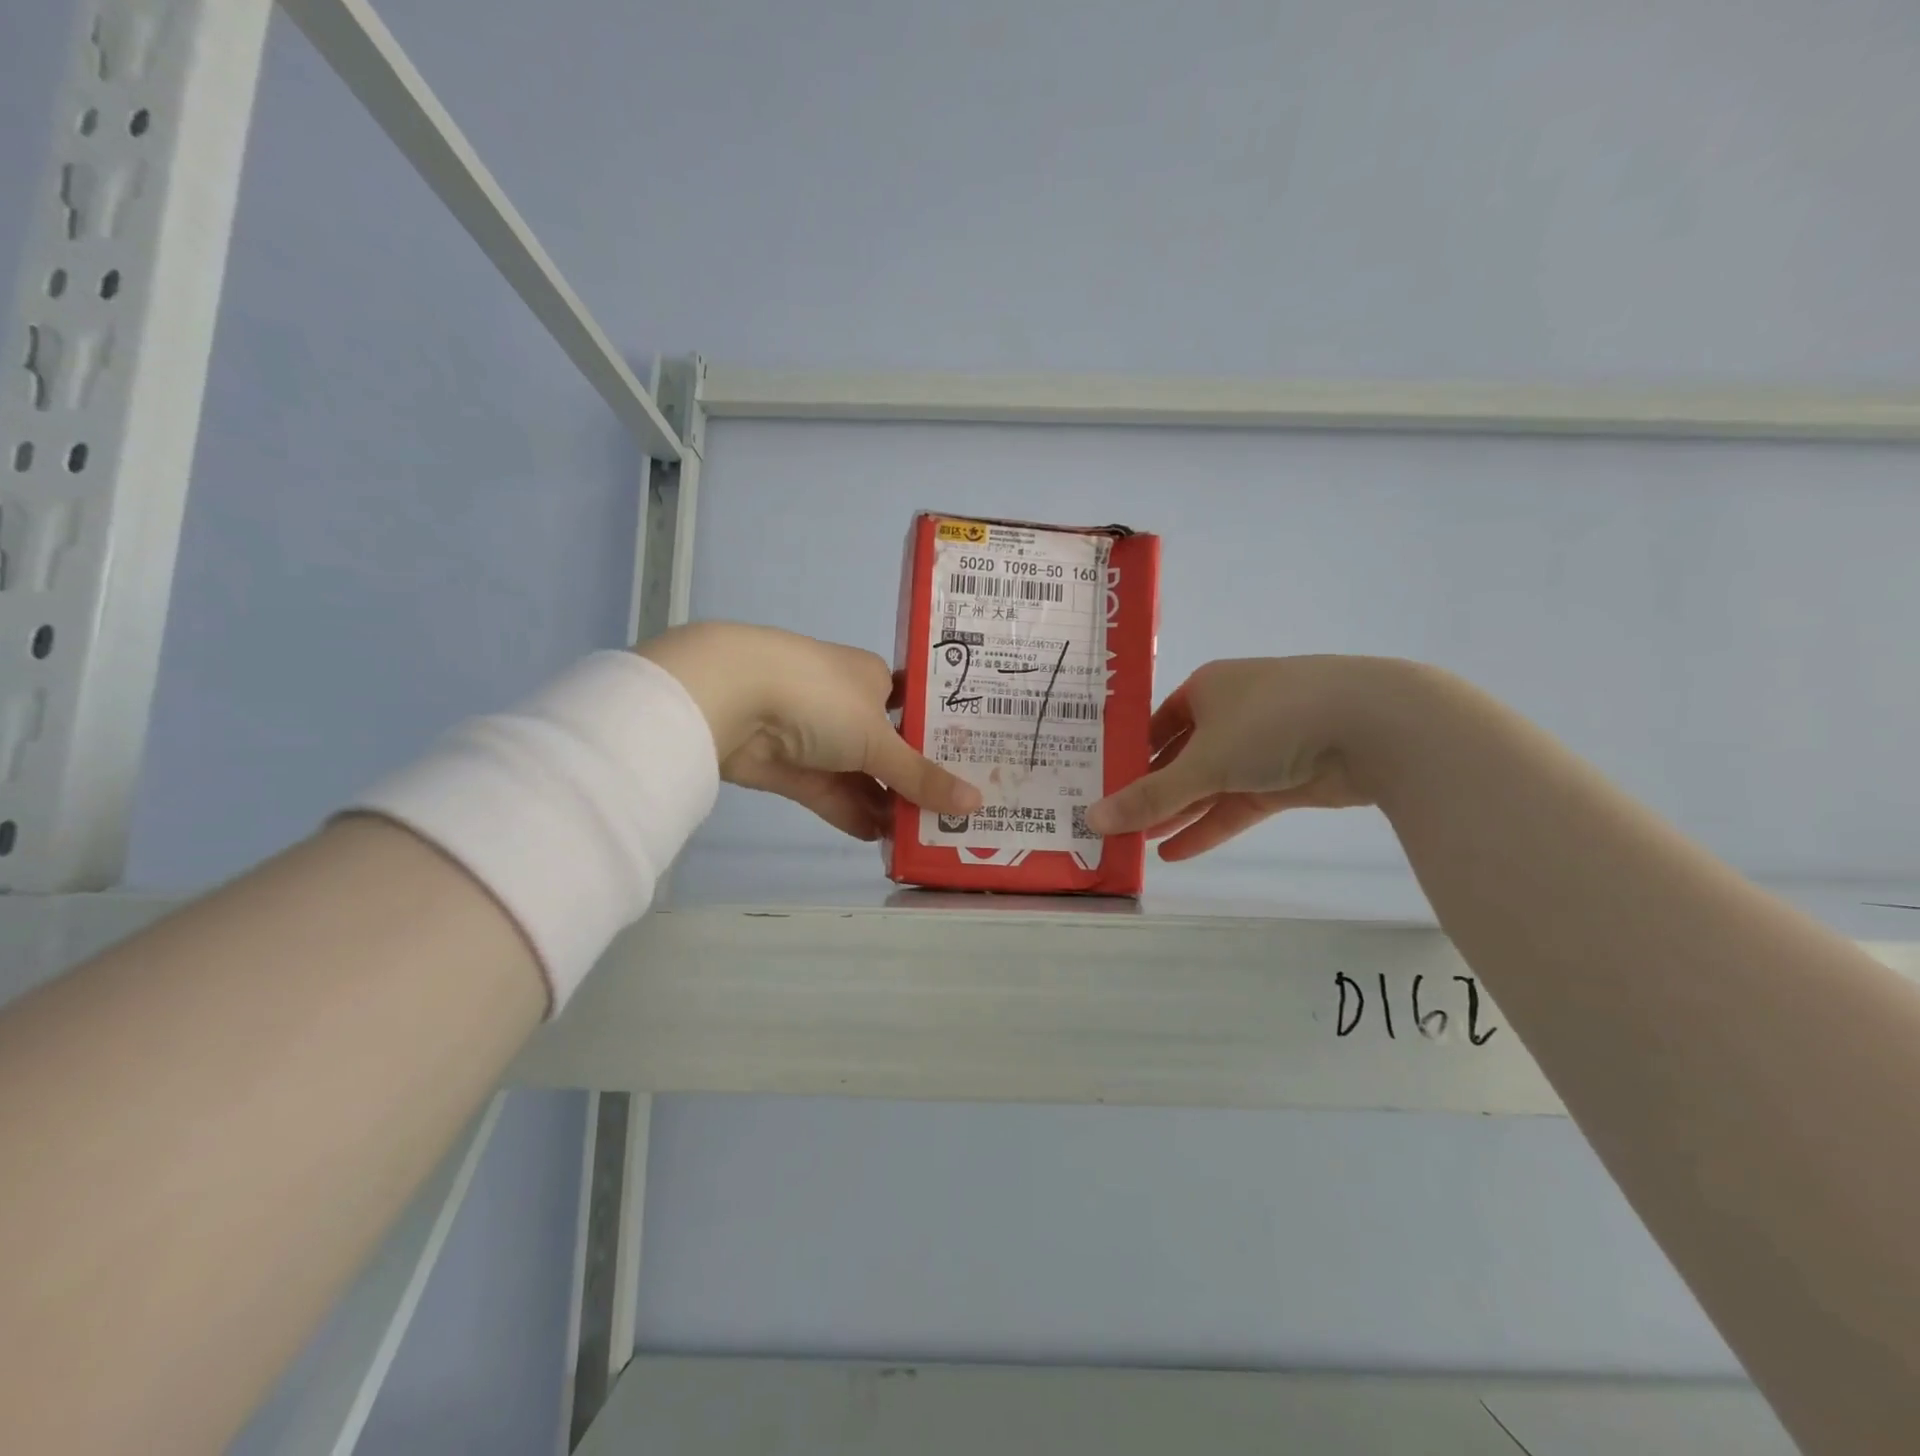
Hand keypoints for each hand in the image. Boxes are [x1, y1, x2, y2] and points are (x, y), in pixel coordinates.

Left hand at [637, 622, 979, 839]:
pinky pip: (831, 794)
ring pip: (861, 776)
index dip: (942, 740)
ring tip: (925, 835)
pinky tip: (881, 839)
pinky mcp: (791, 769)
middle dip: (917, 780)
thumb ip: (922, 776)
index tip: (972, 770)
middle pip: (891, 748)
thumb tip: (975, 803)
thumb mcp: (879, 738)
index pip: (916, 709)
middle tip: (955, 814)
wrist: (731, 699)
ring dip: (887, 804)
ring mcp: (817, 739)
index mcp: (873, 679)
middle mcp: (847, 705)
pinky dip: (854, 814)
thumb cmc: (820, 698)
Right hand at [1084, 656, 1403, 859]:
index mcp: (1206, 689)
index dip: (1130, 757)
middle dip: (1152, 793)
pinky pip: (1238, 804)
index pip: (1156, 725)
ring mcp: (1263, 746)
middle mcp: (1231, 712)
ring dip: (1178, 814)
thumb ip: (1149, 796)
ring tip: (1138, 845)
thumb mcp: (1202, 762)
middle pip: (1181, 758)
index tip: (1103, 788)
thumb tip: (1092, 820)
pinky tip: (1176, 852)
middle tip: (1116, 825)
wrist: (1375, 726)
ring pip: (1210, 784)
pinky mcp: (1287, 778)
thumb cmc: (1272, 722)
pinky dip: (1210, 826)